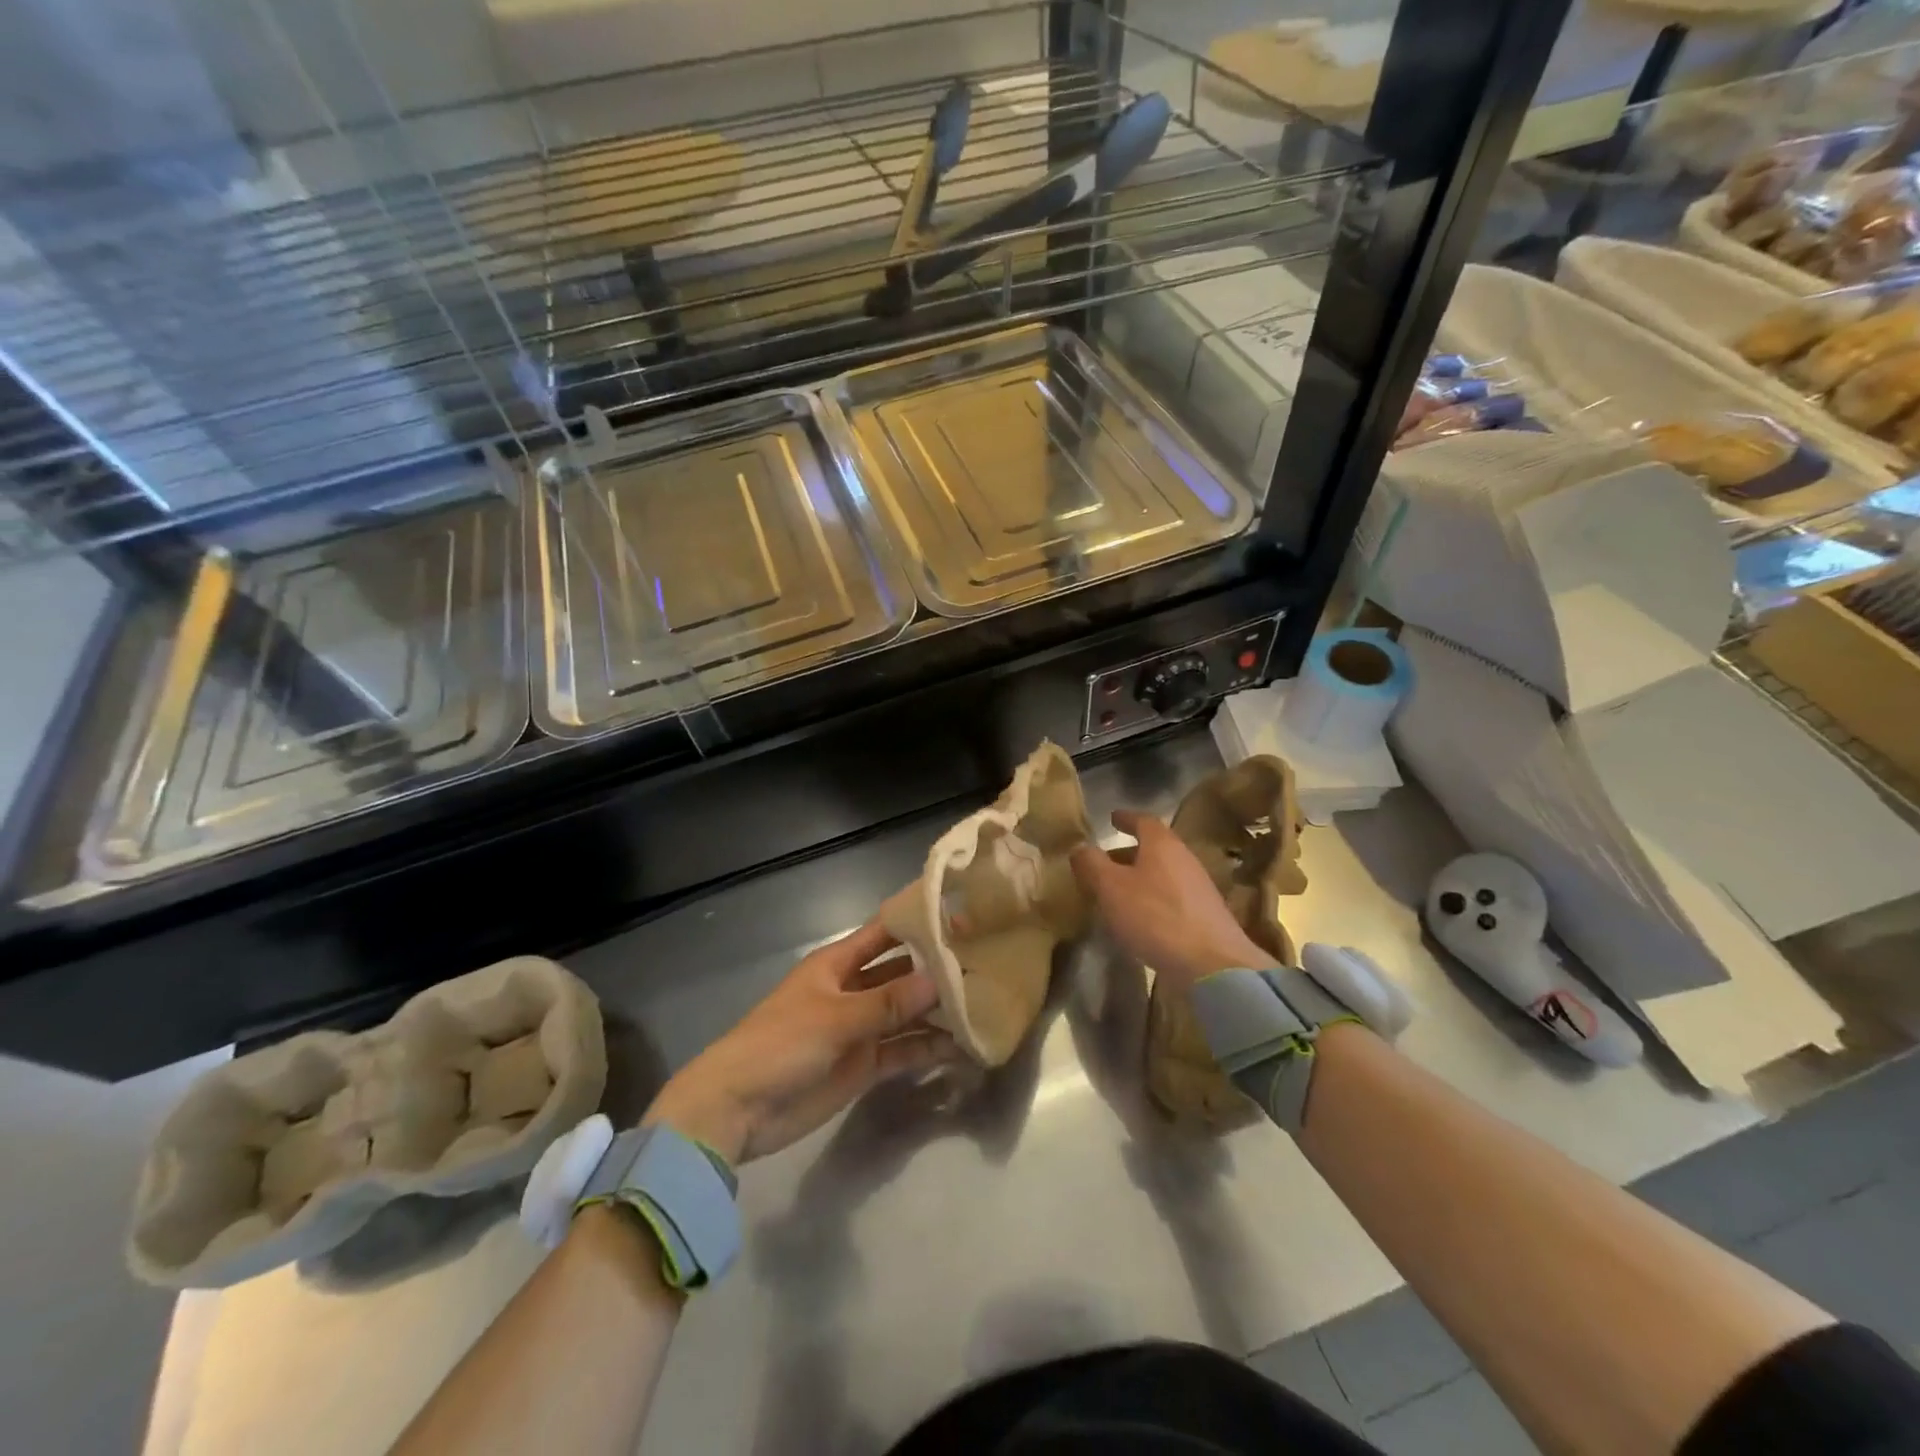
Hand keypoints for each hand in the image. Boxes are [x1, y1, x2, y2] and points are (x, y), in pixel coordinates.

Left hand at [644, 921, 955, 1165]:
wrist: (738, 1108)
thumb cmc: (780, 1044)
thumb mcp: (835, 1017)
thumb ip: (888, 1002)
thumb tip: (940, 981)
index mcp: (838, 964)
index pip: (884, 933)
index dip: (917, 923)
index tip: (959, 915)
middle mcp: (853, 990)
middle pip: (901, 974)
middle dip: (937, 971)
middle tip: (985, 966)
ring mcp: (859, 1029)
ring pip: (906, 1015)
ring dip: (937, 1014)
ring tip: (984, 1008)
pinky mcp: (863, 1066)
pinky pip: (902, 1052)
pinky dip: (928, 1050)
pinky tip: (962, 1048)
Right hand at [1070, 809, 1276, 990]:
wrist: (1212, 964)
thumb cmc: (1155, 917)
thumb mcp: (1111, 888)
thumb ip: (1092, 864)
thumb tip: (1080, 847)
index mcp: (1162, 845)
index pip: (1143, 820)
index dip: (1126, 818)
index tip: (1112, 818)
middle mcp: (1184, 859)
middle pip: (1154, 848)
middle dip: (1128, 852)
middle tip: (1105, 862)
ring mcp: (1199, 887)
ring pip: (1163, 873)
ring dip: (1140, 877)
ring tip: (1117, 892)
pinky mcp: (1205, 915)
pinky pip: (1172, 895)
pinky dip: (1153, 897)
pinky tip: (1141, 917)